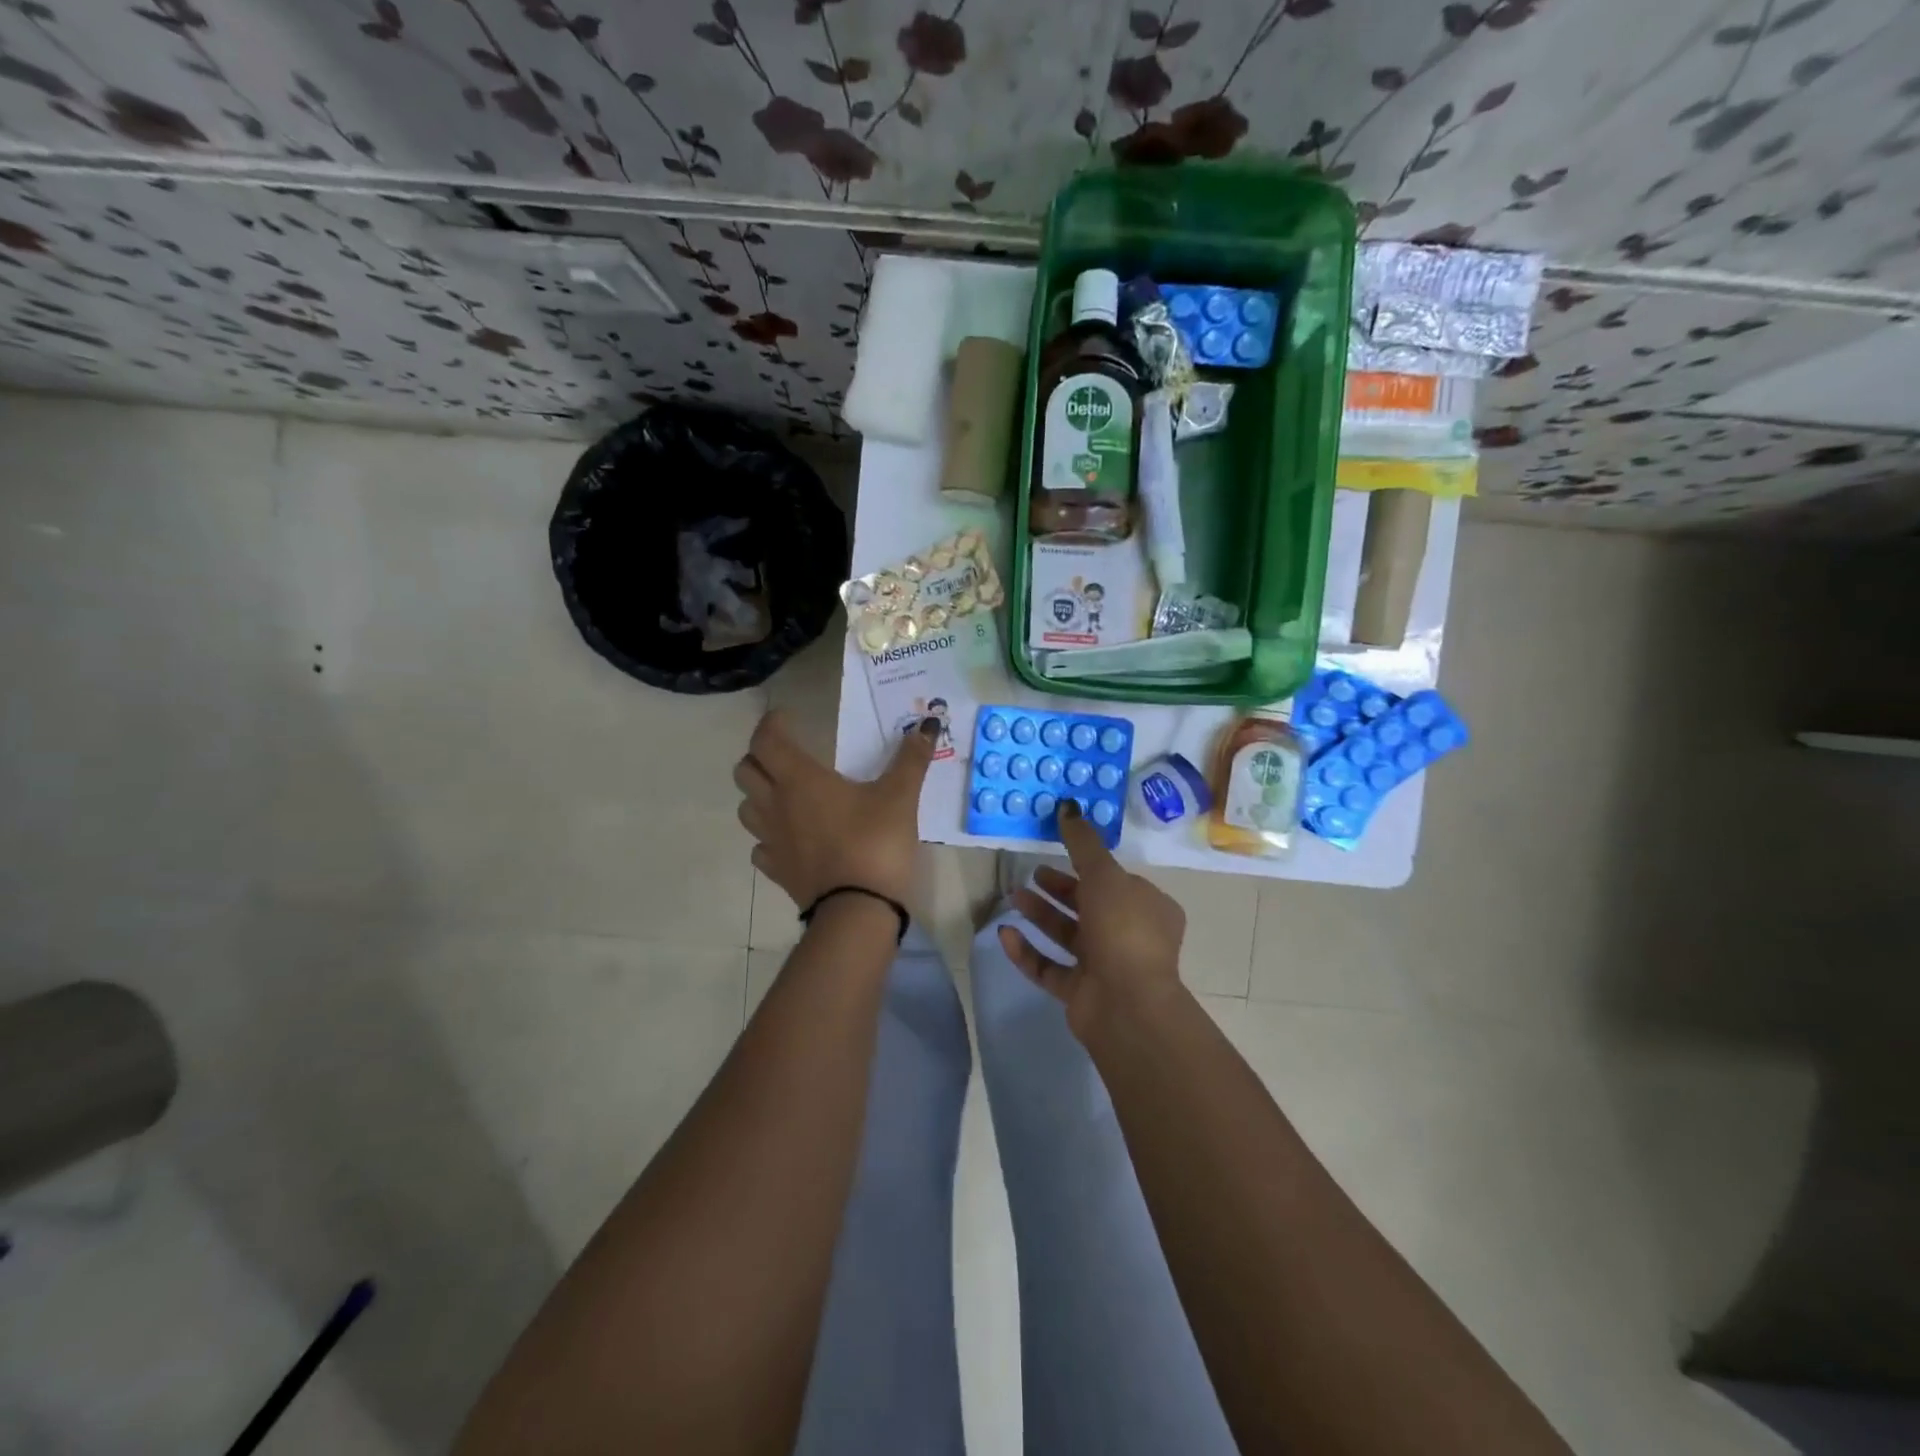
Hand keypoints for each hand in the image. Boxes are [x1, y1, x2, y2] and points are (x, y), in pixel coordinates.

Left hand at [734, 710, 936, 910]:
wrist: (858, 910)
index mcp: (800, 780)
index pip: (765, 740)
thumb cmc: (876, 843)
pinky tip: (789, 837)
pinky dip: (768, 836)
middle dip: (759, 756)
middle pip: (745, 771)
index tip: (787, 718)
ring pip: (746, 808)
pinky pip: (760, 847)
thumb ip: (911, 759)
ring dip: (758, 794)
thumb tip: (928, 724)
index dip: (771, 724)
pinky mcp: (777, 871)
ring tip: (783, 793)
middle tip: (785, 754)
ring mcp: (772, 841)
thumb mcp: (900, 797)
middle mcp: (776, 805)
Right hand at [998, 801, 1188, 1038]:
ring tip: (1013, 896)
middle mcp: (1131, 937)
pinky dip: (1028, 951)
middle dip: (1059, 889)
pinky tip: (1005, 934)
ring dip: (1041, 915)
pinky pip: (1050, 967)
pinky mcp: (1081, 993)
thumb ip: (1082, 843)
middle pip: (1088, 907)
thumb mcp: (1104, 875)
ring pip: (1068, 935)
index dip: (1089, 867)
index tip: (1059, 853)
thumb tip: (1067, 806)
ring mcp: (1106, 967)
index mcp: (1149, 908)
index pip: (1118, 882)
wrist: (1126, 1003)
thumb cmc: (1122, 929)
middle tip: (1031, 875)